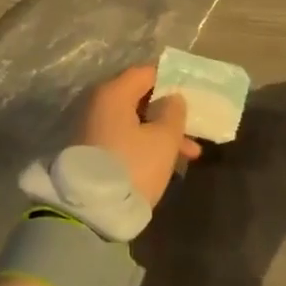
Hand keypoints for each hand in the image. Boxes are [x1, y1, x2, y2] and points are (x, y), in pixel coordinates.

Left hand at [76, 65, 199, 208]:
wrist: (90, 212)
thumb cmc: (132, 166)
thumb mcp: (163, 139)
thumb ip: (174, 112)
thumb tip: (172, 98)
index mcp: (113, 93)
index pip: (146, 73)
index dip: (171, 80)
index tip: (192, 93)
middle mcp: (98, 104)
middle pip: (140, 98)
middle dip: (169, 113)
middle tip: (194, 128)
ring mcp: (92, 128)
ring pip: (134, 122)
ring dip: (161, 133)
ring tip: (190, 155)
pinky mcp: (91, 151)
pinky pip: (124, 138)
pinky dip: (145, 144)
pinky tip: (166, 162)